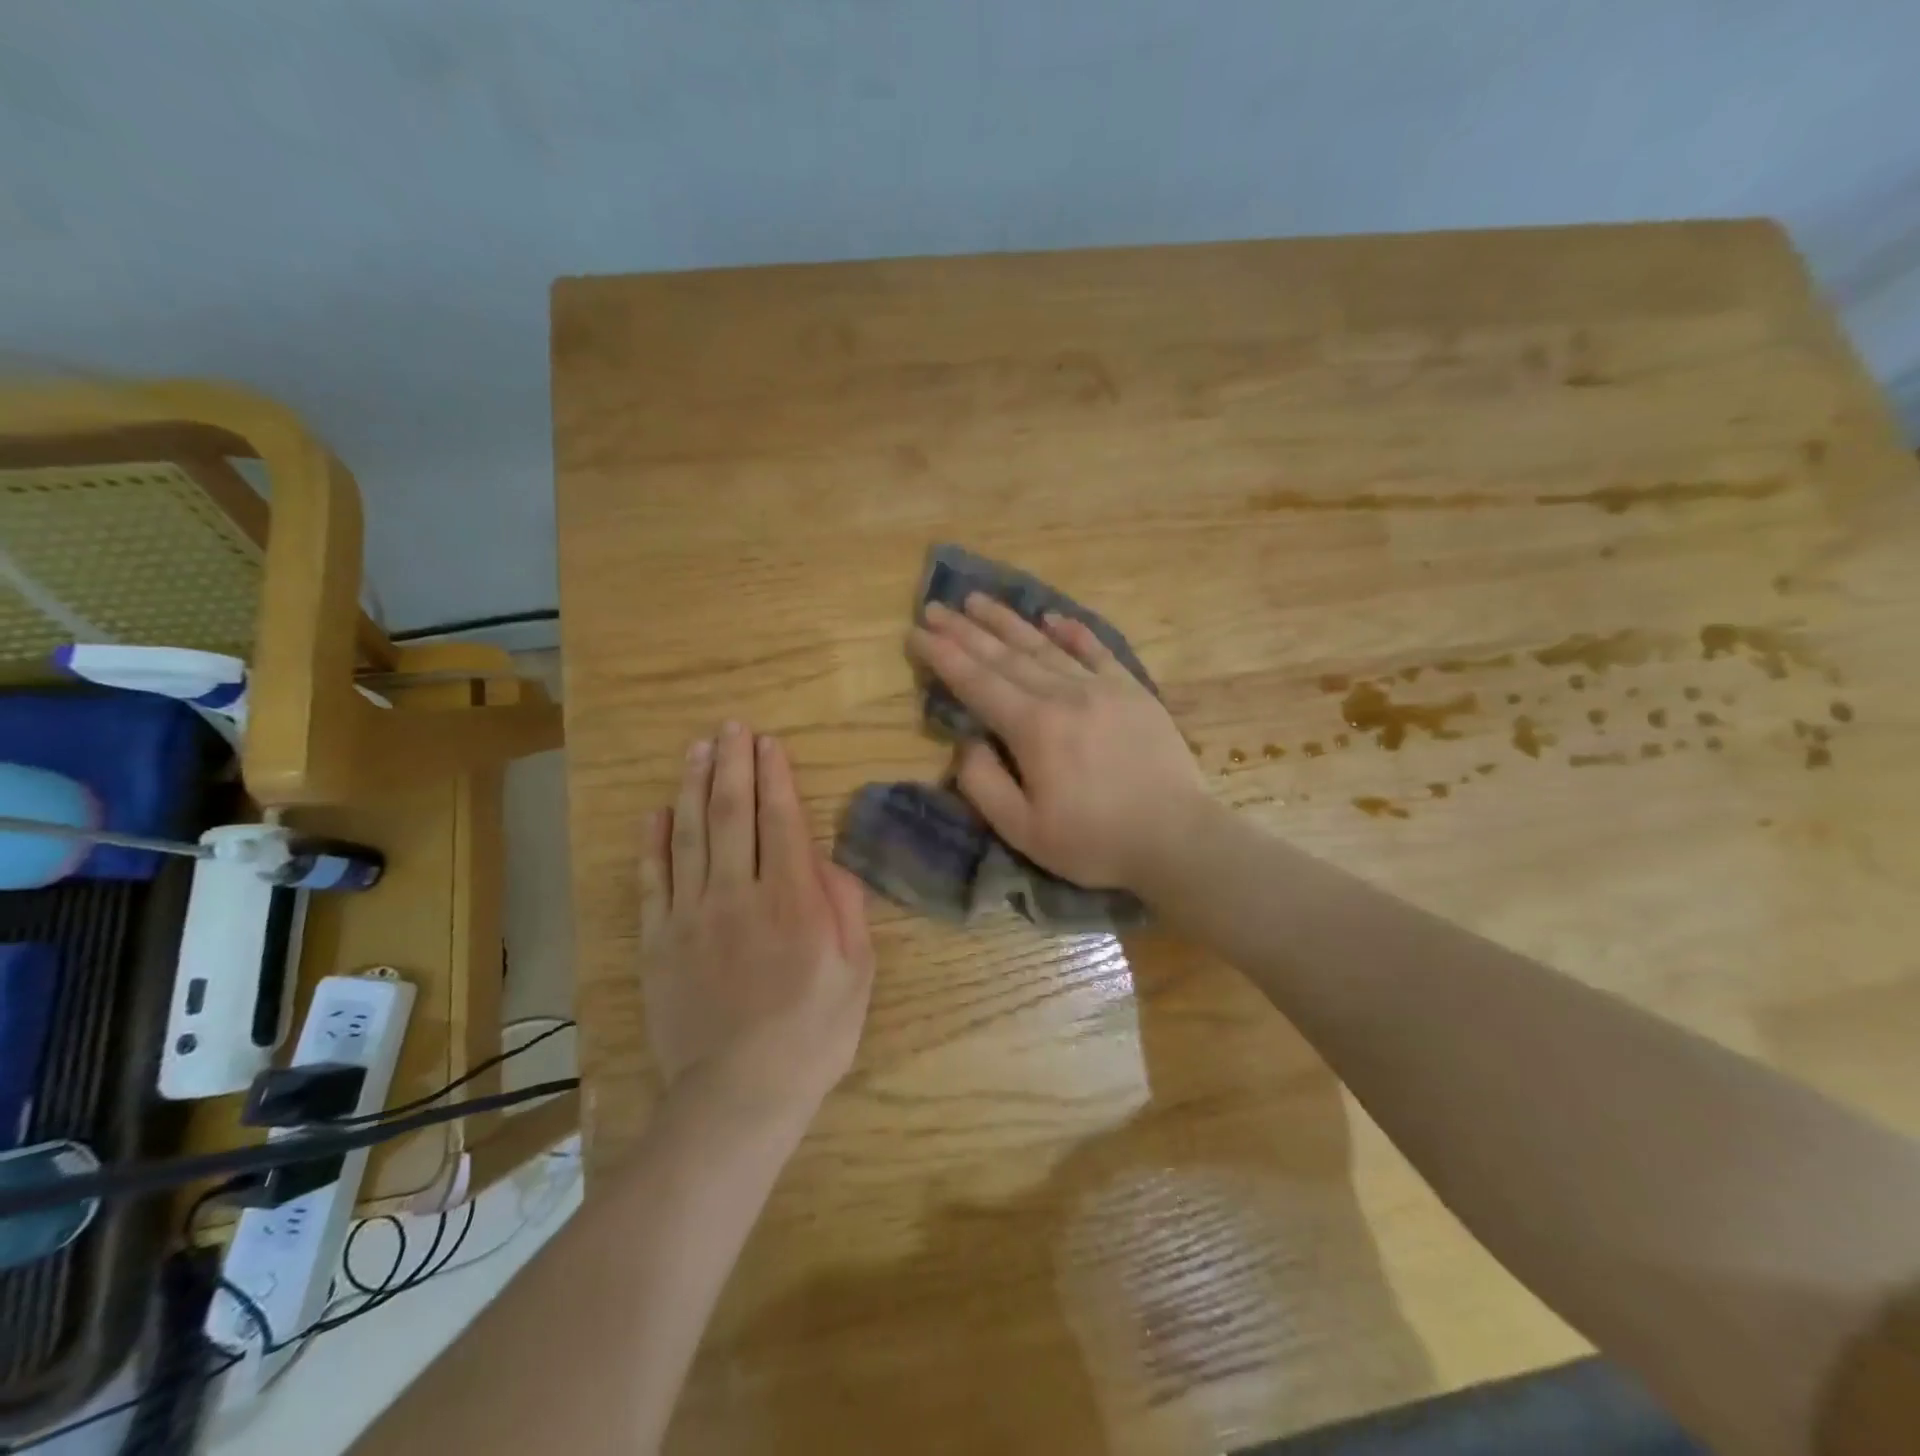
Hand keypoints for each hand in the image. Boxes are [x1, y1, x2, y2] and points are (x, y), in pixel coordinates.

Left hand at [639, 723, 874, 1118]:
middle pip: (732, 814)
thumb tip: (829, 861)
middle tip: (732, 728)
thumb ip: (846, 910)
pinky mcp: (660, 941)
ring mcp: (692, 916)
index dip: (775, 776)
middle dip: (733, 765)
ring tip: (697, 749)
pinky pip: (653, 880)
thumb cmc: (811, 1035)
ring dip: (694, 787)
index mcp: (792, 900)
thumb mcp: (856, 974)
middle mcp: (739, 894)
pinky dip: (654, 842)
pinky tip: (657, 811)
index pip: (781, 820)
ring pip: (691, 835)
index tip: (769, 743)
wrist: (737, 1095)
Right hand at [908, 593, 1208, 891]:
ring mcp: (1102, 687)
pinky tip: (1052, 618)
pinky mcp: (1133, 691)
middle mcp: (1064, 694)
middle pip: (1005, 655)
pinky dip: (1072, 632)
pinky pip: (1097, 651)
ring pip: (1045, 645)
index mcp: (1033, 727)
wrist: (1177, 837)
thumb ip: (983, 784)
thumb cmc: (1094, 841)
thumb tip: (966, 743)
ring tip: (978, 600)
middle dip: (964, 630)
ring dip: (1008, 622)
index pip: (976, 681)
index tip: (915, 632)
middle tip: (934, 607)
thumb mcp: (1023, 830)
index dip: (942, 655)